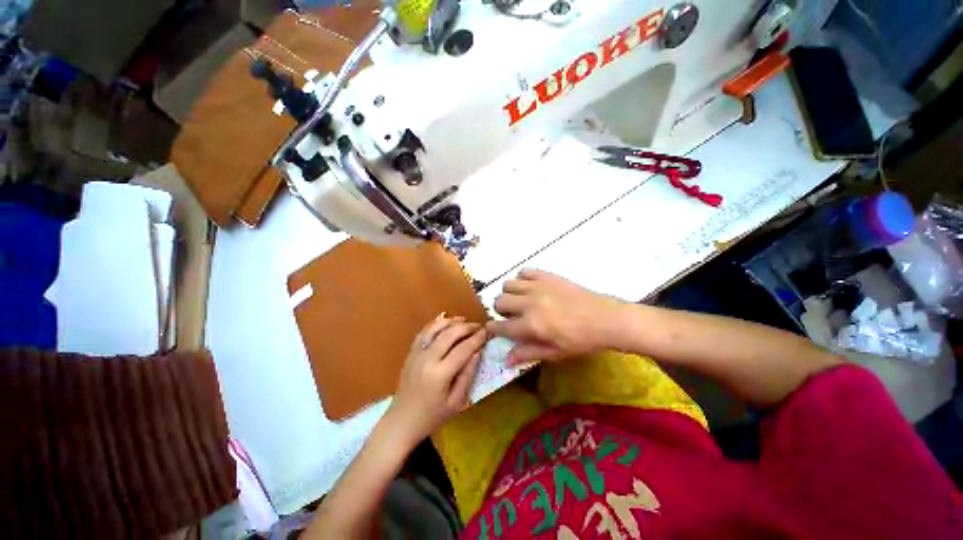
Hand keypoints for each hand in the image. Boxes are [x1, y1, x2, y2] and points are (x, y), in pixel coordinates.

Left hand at [386, 315, 486, 447]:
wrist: (401, 422)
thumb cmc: (432, 417)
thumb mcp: (456, 402)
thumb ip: (467, 375)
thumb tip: (477, 352)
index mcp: (440, 374)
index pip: (463, 349)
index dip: (477, 338)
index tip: (487, 331)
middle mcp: (427, 359)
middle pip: (449, 334)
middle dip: (466, 327)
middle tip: (479, 326)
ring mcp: (416, 354)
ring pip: (435, 328)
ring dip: (451, 321)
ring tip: (464, 320)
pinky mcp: (410, 353)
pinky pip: (423, 332)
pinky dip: (435, 324)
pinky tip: (445, 323)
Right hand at [487, 269, 622, 365]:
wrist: (605, 318)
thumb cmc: (581, 340)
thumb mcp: (555, 353)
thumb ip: (528, 353)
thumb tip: (506, 360)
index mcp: (531, 325)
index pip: (501, 326)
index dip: (493, 328)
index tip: (492, 328)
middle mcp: (529, 303)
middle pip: (499, 301)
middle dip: (501, 310)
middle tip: (512, 315)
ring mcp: (538, 286)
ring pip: (508, 284)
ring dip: (510, 293)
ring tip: (521, 300)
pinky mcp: (547, 276)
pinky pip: (524, 271)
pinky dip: (522, 279)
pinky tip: (531, 287)